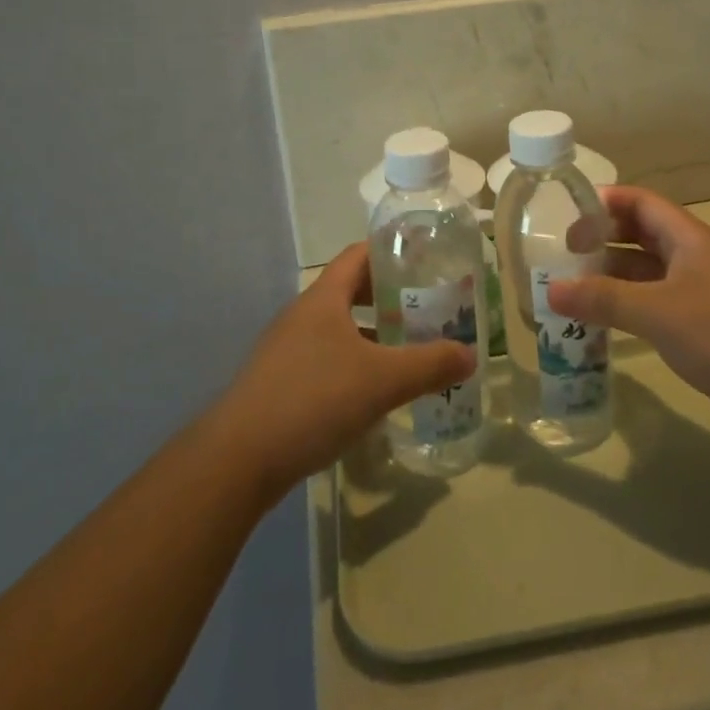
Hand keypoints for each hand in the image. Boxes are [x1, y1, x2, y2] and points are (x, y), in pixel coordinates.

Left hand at [210, 244, 474, 502]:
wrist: (238, 459)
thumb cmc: (313, 400)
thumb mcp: (382, 381)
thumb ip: (430, 365)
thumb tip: (471, 355)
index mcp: (323, 298)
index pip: (359, 255)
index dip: (392, 251)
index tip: (426, 258)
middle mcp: (302, 315)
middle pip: (350, 290)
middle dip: (388, 296)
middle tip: (427, 307)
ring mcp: (287, 350)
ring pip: (338, 328)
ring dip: (372, 333)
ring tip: (408, 348)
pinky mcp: (280, 383)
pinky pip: (325, 358)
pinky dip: (353, 363)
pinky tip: (373, 391)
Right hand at [548, 186, 709, 445]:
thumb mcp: (659, 312)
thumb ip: (604, 299)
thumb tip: (551, 289)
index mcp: (689, 240)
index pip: (642, 203)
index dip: (605, 202)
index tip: (567, 214)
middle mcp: (695, 259)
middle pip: (642, 235)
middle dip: (604, 240)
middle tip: (563, 254)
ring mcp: (702, 294)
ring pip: (648, 274)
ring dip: (613, 277)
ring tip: (571, 289)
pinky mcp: (705, 328)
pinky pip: (657, 306)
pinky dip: (629, 308)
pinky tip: (603, 325)